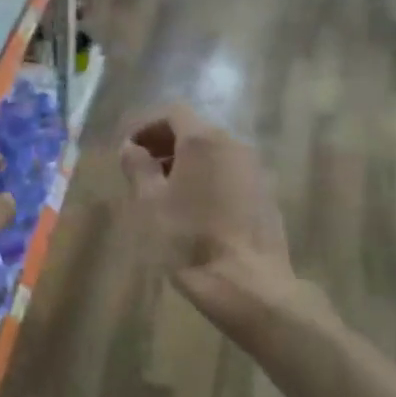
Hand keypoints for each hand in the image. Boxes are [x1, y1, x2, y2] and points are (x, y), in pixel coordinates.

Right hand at [120, 104, 295, 328]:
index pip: (173, 113)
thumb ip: (138, 168)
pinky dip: (209, 178)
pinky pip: (230, 172)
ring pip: (215, 152)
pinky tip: (196, 209)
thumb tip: (130, 148)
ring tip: (166, 192)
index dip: (146, 126)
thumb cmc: (189, 240)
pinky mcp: (266, 193)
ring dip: (187, 162)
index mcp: (203, 141)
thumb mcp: (150, 203)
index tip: (129, 151)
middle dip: (165, 144)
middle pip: (195, 131)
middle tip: (142, 171)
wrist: (247, 283)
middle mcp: (234, 144)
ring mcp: (255, 169)